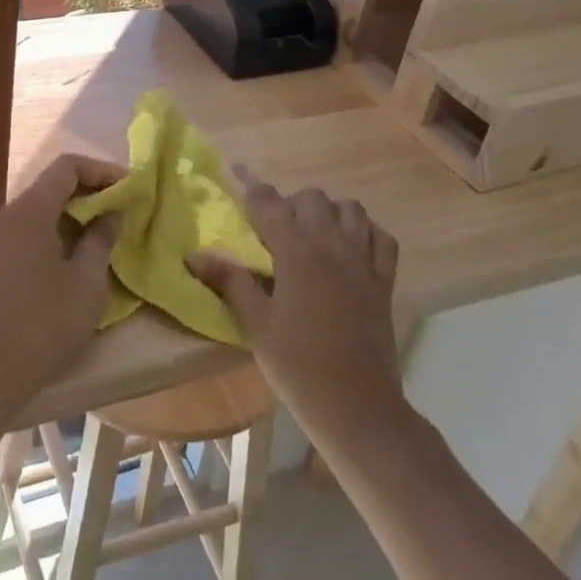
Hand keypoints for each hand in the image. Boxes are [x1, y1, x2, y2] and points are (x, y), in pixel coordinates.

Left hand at [0, 154, 122, 417]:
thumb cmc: (45, 322)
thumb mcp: (87, 281)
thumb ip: (101, 238)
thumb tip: (111, 213)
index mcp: (31, 210)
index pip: (67, 166)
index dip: (101, 170)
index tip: (128, 185)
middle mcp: (9, 213)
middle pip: (52, 184)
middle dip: (89, 190)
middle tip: (121, 207)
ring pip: (40, 208)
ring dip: (73, 212)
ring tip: (104, 230)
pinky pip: (28, 229)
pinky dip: (55, 229)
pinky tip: (74, 253)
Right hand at [189, 171, 402, 451]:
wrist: (359, 409)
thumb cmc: (299, 368)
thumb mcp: (256, 326)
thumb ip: (231, 282)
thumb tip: (196, 254)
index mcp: (297, 255)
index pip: (270, 204)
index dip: (251, 185)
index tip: (236, 170)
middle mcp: (332, 247)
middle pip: (312, 198)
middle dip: (290, 202)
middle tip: (274, 228)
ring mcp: (363, 263)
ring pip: (350, 209)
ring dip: (329, 211)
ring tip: (312, 233)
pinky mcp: (384, 282)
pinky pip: (382, 239)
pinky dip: (366, 232)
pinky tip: (351, 247)